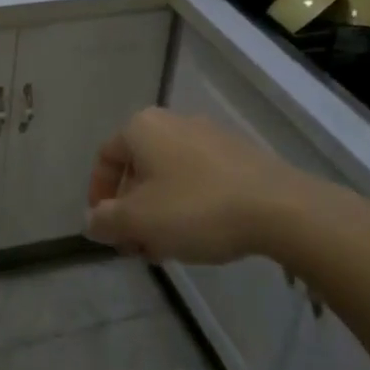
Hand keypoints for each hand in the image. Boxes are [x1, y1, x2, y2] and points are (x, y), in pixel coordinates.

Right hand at [85, 106, 295, 262]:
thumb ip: (106, 221)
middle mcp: (171, 121)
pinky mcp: (237, 153)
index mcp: (141, 127)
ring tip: (167, 248)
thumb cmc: (196, 208)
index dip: (98, 196)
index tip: (106, 231)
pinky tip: (200, 235)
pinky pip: (198, 177)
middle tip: (136, 246)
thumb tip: (91, 221)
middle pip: (138, 167)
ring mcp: (208, 134)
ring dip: (159, 210)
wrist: (278, 207)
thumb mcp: (139, 221)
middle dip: (132, 209)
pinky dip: (188, 203)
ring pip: (168, 174)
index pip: (106, 158)